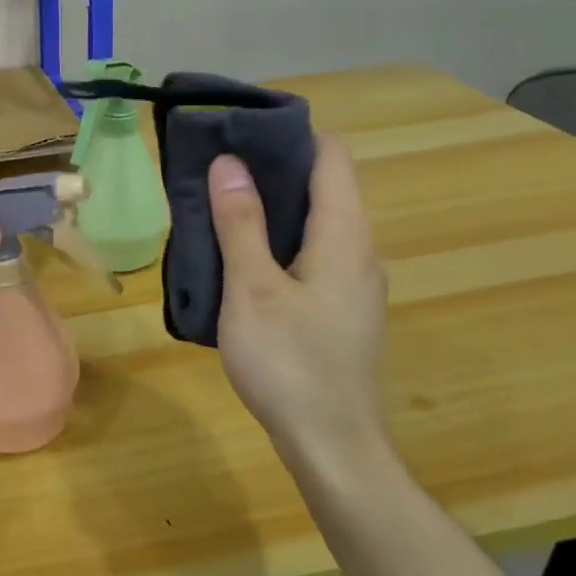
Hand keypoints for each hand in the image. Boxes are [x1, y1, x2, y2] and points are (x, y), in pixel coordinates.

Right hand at [208, 136, 390, 465]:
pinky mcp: (340, 308)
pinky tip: (241, 257)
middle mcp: (359, 251)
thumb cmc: (289, 361)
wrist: (331, 445)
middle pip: (323, 187)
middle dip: (272, 168)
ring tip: (219, 203)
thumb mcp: (253, 288)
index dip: (290, 135)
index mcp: (345, 236)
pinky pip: (311, 253)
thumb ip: (241, 222)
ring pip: (315, 223)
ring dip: (271, 207)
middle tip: (216, 165)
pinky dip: (278, 240)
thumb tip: (229, 162)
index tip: (240, 129)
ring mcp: (353, 283)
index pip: (330, 158)